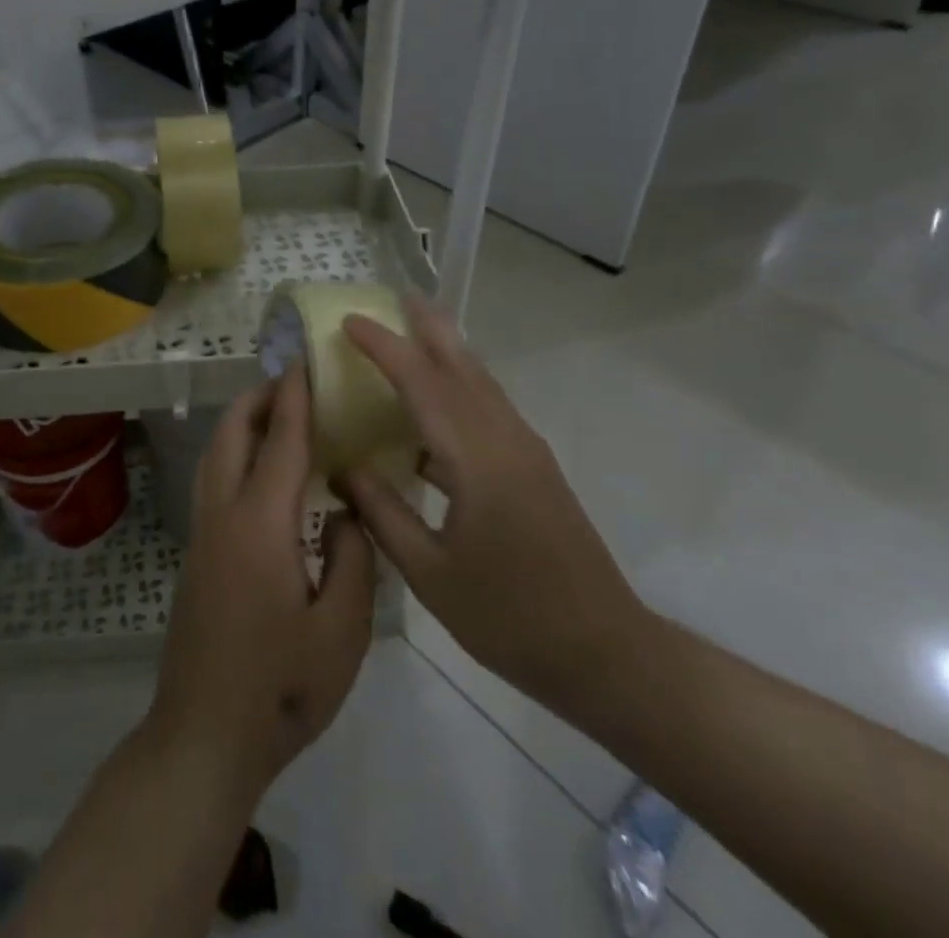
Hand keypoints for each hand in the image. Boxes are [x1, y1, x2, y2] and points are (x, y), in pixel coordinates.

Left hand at [147, 367, 378, 795]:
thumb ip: (354, 559)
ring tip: (279, 416)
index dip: (296, 398)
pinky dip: (236, 453)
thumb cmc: (282, 687)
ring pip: (215, 455)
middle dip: (259, 399)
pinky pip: (214, 480)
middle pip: (232, 434)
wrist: (205, 736)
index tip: (306, 362)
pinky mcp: (196, 555)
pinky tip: (264, 473)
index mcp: (261, 525)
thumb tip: (348, 511)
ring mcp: (203, 534)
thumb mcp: (343, 631)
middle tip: (295, 384)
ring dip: (243, 424)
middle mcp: (223, 515)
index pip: (281, 442)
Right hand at [335, 297, 652, 721]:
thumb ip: (383, 513)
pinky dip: (461, 385)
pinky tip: (439, 404)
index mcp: (476, 459)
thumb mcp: (430, 574)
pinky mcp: (536, 467)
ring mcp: (526, 450)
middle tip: (396, 297)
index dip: (383, 348)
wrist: (604, 651)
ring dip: (447, 350)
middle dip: (428, 326)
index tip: (349, 322)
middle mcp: (505, 439)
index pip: (422, 384)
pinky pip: (490, 407)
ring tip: (415, 330)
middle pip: (462, 365)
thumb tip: (344, 467)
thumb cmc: (509, 616)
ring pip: (481, 382)